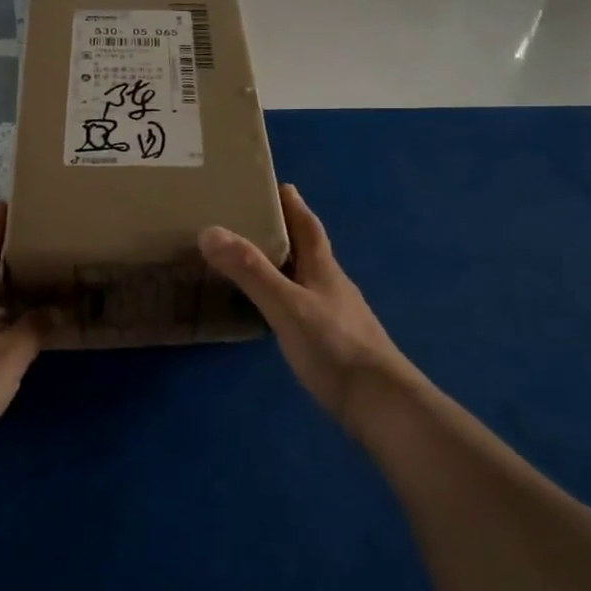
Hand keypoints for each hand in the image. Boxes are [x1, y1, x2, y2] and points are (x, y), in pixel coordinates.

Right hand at [200, 184, 421, 434]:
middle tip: (254, 221)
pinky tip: (276, 310)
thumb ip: (250, 271)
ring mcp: (338, 315)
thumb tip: (209, 231)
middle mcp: (333, 286)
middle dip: (287, 232)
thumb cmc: (333, 347)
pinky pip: (306, 306)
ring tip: (256, 261)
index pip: (309, 227)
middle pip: (310, 250)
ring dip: (286, 265)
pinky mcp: (336, 343)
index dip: (294, 205)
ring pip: (308, 279)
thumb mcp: (285, 305)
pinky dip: (288, 296)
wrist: (381, 404)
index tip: (279, 186)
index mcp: (324, 269)